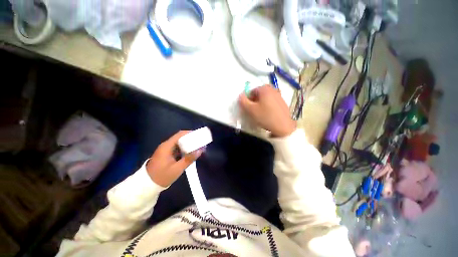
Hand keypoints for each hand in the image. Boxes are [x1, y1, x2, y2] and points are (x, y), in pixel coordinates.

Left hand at [146, 131, 203, 186]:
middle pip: (180, 138)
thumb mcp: (177, 169)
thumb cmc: (162, 176)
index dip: (190, 133)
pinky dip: (184, 149)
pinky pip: (177, 148)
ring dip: (188, 144)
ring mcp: (166, 150)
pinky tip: (190, 153)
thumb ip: (189, 159)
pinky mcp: (166, 154)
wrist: (147, 185)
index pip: (180, 134)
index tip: (199, 135)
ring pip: (179, 143)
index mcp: (167, 146)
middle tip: (200, 142)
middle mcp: (166, 145)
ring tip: (197, 147)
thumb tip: (200, 150)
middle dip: (190, 139)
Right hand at [239, 85, 295, 136]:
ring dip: (261, 103)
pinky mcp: (283, 102)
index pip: (252, 91)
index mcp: (265, 89)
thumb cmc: (265, 116)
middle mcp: (273, 89)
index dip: (248, 99)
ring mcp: (279, 95)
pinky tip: (268, 113)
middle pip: (259, 93)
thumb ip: (243, 101)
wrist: (283, 126)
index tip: (249, 107)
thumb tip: (241, 95)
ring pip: (266, 97)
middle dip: (255, 100)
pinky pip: (272, 101)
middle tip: (254, 109)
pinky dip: (268, 105)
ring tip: (261, 112)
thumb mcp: (251, 109)